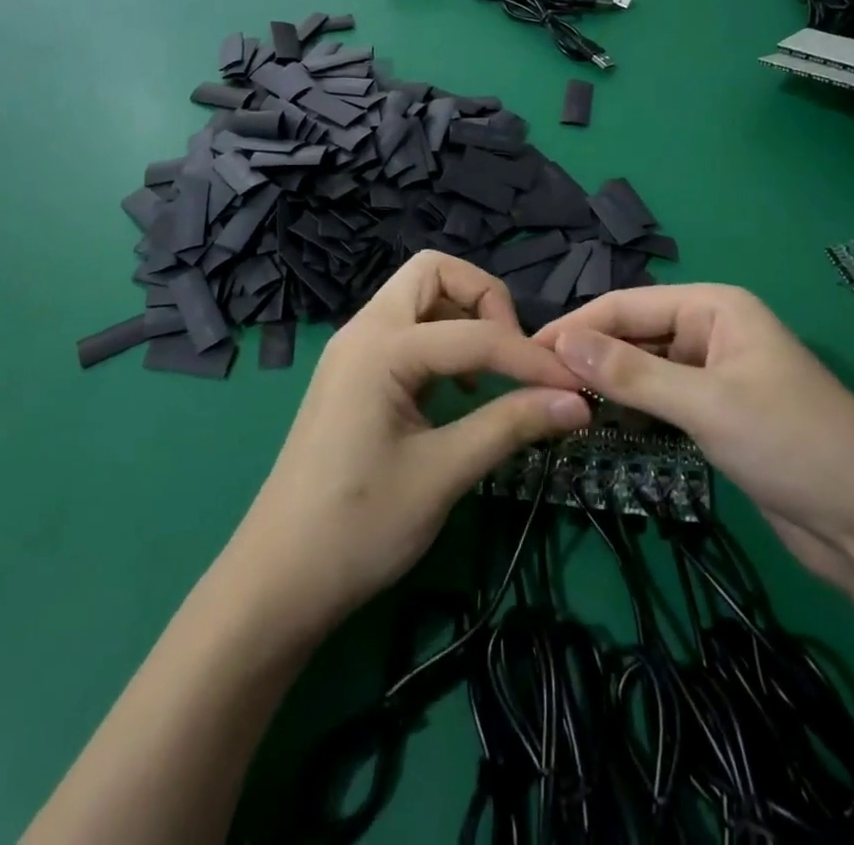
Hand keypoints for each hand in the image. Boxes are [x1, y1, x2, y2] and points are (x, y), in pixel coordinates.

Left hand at [226, 252, 590, 639]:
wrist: (277, 580)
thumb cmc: (357, 527)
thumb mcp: (442, 474)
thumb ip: (510, 425)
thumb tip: (576, 402)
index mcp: (380, 347)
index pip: (474, 333)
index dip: (531, 358)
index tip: (575, 388)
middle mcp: (363, 331)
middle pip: (433, 273)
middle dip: (484, 299)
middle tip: (512, 353)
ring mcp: (354, 350)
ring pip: (418, 298)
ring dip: (462, 318)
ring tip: (490, 374)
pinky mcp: (353, 374)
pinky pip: (406, 331)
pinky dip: (441, 341)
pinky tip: (457, 391)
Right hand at [535, 285, 853, 586]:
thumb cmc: (793, 444)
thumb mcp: (706, 404)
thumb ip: (632, 373)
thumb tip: (561, 342)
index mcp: (713, 307)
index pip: (628, 305)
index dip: (577, 326)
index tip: (524, 352)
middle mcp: (710, 330)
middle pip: (633, 333)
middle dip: (588, 355)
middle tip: (533, 384)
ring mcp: (714, 374)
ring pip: (644, 367)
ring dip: (606, 383)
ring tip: (554, 401)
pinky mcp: (716, 414)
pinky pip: (660, 398)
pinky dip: (630, 407)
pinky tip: (597, 420)